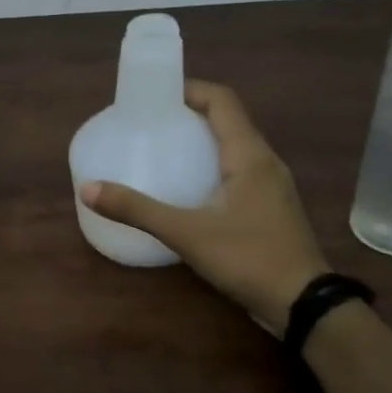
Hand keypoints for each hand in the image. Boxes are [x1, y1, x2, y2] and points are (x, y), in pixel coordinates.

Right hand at [79, 80, 327, 333]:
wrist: (303, 304)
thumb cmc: (248, 258)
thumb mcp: (186, 233)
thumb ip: (137, 210)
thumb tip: (88, 189)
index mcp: (249, 155)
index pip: (222, 100)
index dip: (189, 88)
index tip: (155, 93)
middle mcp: (265, 161)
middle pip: (228, 120)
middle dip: (190, 114)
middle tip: (150, 123)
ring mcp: (272, 186)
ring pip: (235, 147)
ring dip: (202, 141)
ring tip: (163, 150)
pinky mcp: (270, 208)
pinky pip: (239, 172)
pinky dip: (212, 166)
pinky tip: (189, 189)